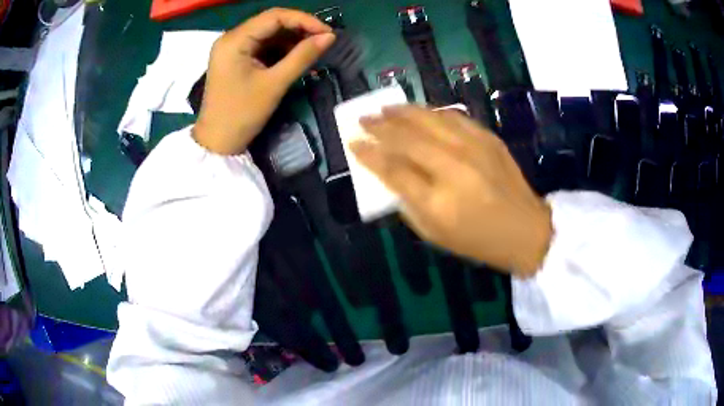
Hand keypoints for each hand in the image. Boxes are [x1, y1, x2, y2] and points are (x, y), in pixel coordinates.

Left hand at [193, 8, 334, 154]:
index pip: (274, 16)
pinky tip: (297, 58)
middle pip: (271, 23)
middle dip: (299, 30)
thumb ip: (302, 56)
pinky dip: (281, 51)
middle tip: (324, 41)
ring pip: (269, 34)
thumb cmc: (241, 114)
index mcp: (235, 40)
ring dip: (292, 41)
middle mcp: (232, 38)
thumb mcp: (274, 84)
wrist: (218, 142)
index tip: (328, 32)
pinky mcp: (236, 59)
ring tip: (314, 51)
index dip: (304, 20)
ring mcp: (233, 48)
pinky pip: (263, 47)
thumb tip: (330, 37)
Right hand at [352, 106, 551, 276]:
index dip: (368, 153)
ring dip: (403, 112)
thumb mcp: (434, 234)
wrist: (526, 230)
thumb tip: (389, 173)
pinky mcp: (488, 138)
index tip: (353, 142)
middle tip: (363, 119)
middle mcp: (454, 168)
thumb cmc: (477, 240)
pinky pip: (453, 116)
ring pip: (429, 120)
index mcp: (438, 202)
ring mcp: (474, 148)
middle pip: (408, 138)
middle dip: (380, 126)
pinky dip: (431, 112)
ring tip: (385, 109)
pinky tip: (419, 112)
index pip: (393, 169)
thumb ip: (407, 202)